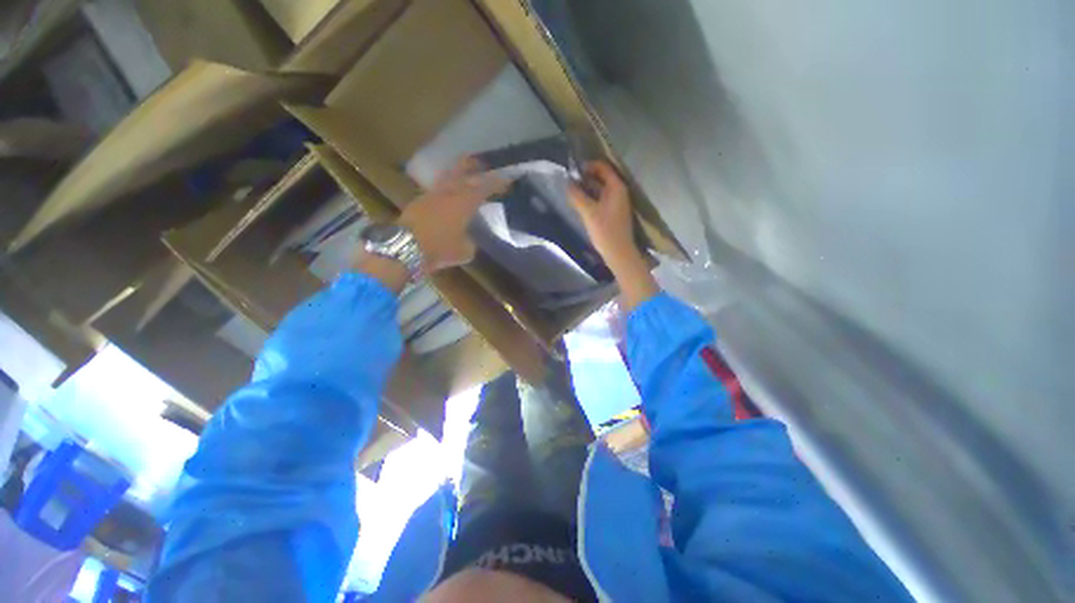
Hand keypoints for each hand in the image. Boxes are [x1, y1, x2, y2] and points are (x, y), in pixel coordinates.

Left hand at [400, 158, 507, 272]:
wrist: (404, 247)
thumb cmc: (439, 248)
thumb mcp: (464, 251)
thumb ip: (470, 241)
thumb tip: (468, 238)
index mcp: (463, 203)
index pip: (484, 188)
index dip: (497, 183)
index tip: (508, 180)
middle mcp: (448, 193)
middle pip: (462, 173)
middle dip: (474, 167)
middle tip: (483, 163)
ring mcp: (431, 195)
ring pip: (446, 177)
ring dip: (457, 173)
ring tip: (463, 172)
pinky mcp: (418, 202)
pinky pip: (436, 189)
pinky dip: (445, 188)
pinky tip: (447, 193)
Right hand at [568, 161, 644, 269]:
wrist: (619, 252)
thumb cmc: (605, 230)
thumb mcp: (588, 212)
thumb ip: (577, 196)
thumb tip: (567, 183)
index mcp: (617, 187)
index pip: (603, 167)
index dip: (588, 166)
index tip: (573, 171)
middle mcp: (620, 191)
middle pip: (602, 177)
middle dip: (586, 177)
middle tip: (570, 182)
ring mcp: (618, 202)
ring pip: (602, 189)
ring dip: (588, 188)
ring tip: (573, 192)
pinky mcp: (614, 212)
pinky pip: (602, 199)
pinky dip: (592, 197)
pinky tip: (582, 204)